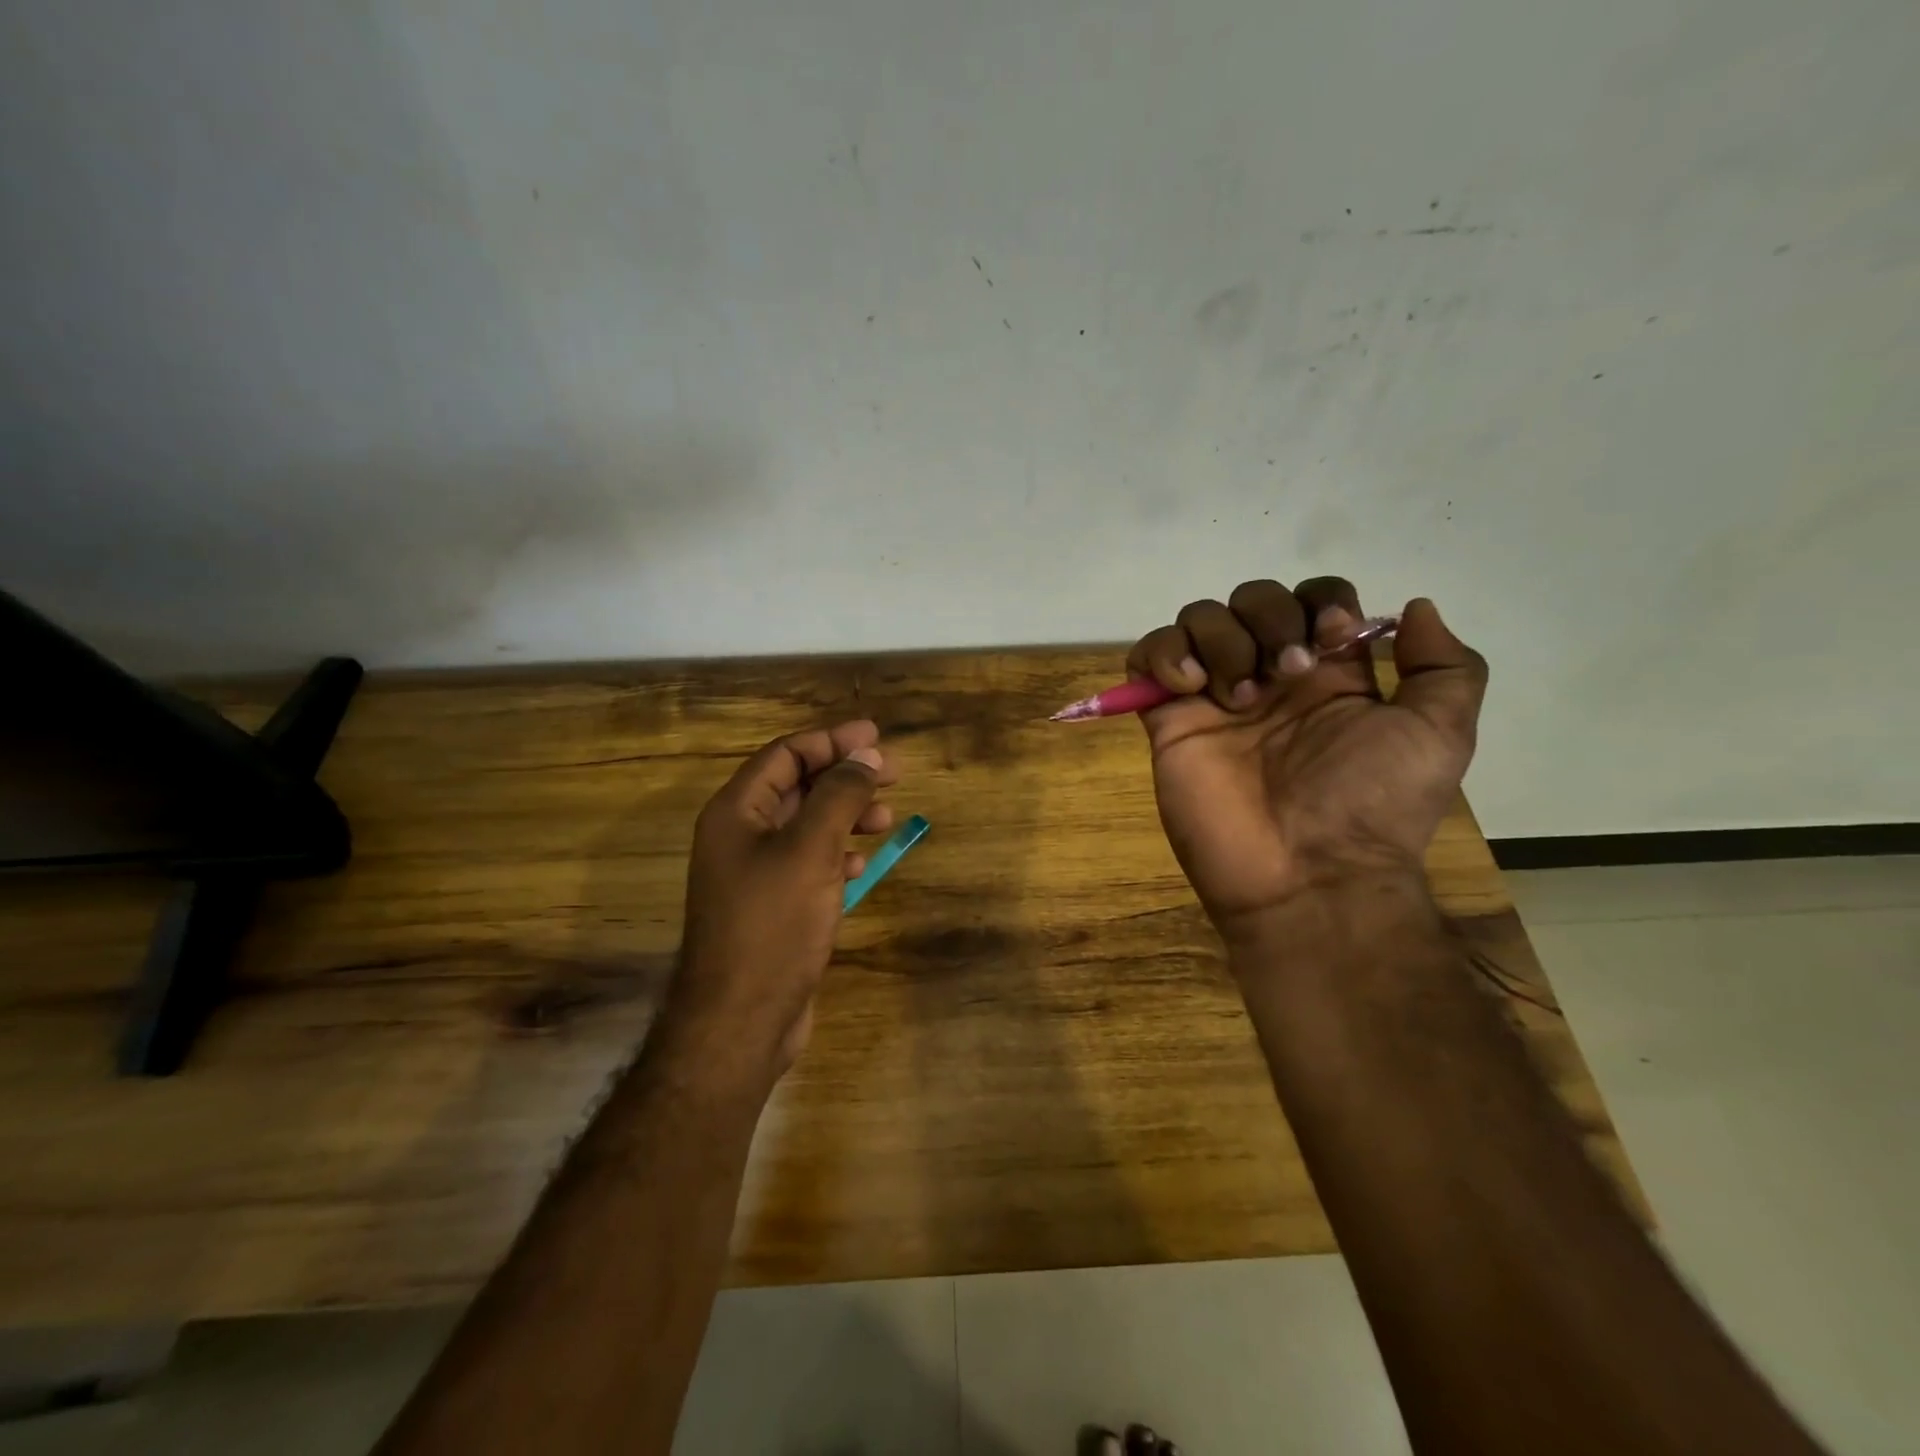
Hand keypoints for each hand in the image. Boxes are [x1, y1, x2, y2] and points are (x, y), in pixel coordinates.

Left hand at [666, 720, 898, 1082]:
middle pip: (799, 786)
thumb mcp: (810, 849)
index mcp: (736, 811)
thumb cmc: (772, 924)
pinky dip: (837, 854)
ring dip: (847, 815)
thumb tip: (866, 756)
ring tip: (886, 818)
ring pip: (808, 825)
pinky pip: (809, 863)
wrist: (741, 1020)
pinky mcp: (773, 906)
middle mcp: (741, 835)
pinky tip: (860, 864)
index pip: (786, 754)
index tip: (877, 737)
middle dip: (845, 777)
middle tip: (894, 773)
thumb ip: (839, 796)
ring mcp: (756, 873)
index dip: (831, 741)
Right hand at [1126, 577, 1486, 942]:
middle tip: (1286, 675)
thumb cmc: (1372, 805)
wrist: (1306, 874)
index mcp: (1329, 674)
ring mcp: (1214, 696)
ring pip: (1199, 618)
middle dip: (1269, 620)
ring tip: (1237, 696)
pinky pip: (1147, 655)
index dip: (1320, 604)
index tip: (1330, 644)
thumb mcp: (1440, 735)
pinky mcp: (1168, 719)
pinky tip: (1189, 688)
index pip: (1314, 599)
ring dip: (1220, 638)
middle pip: (1252, 598)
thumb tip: (1416, 607)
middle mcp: (1269, 676)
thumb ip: (1445, 667)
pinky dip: (1163, 653)